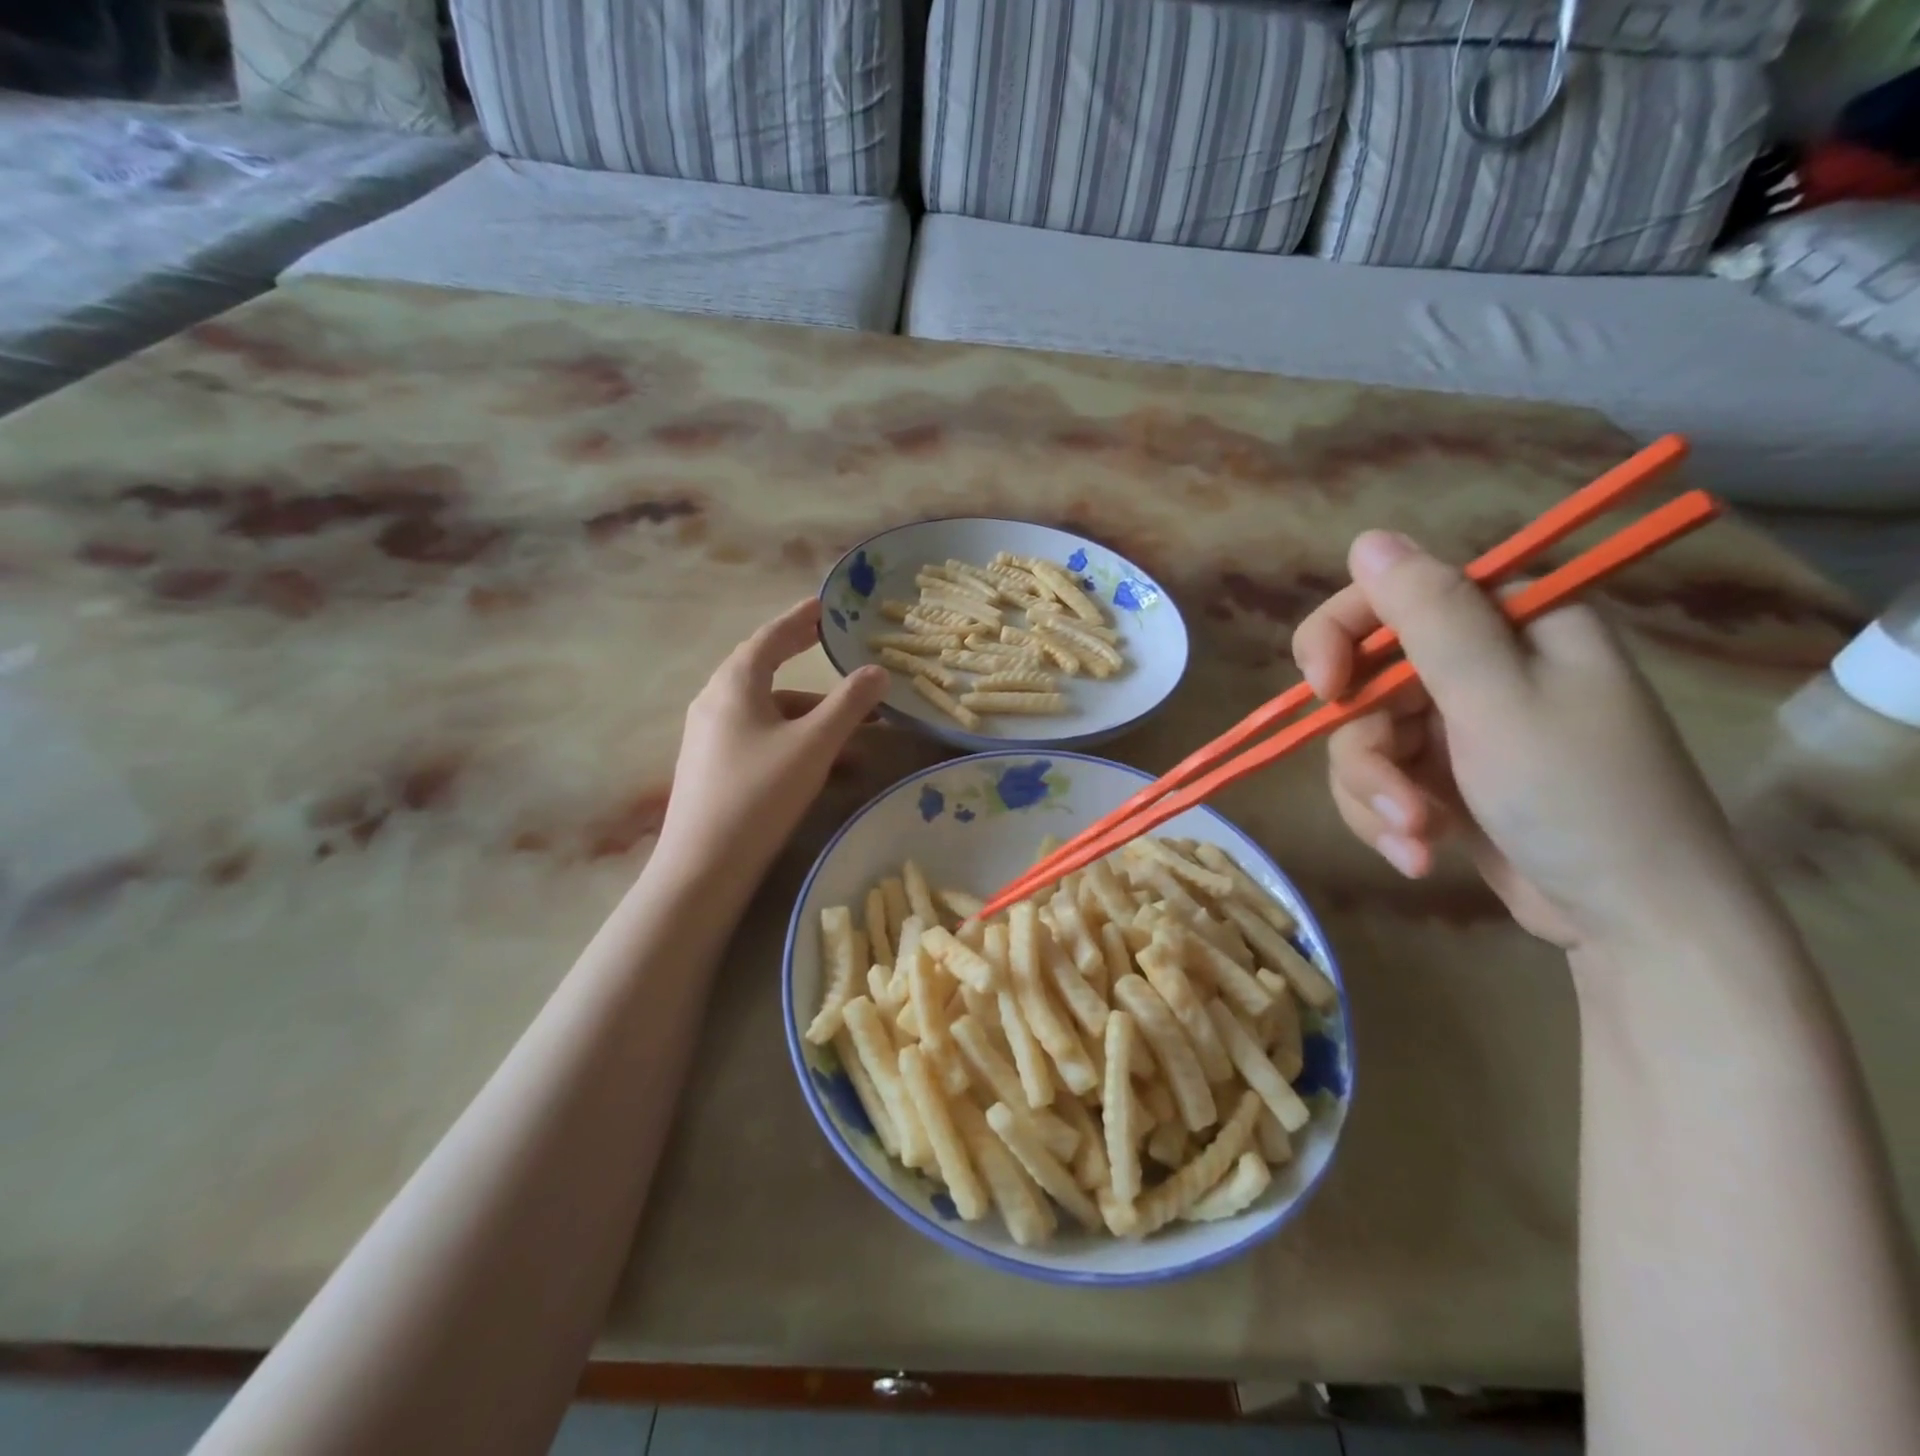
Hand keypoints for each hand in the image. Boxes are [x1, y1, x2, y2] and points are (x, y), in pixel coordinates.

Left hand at [658, 599, 888, 884]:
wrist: (703, 866)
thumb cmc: (759, 793)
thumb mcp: (813, 744)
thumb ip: (849, 704)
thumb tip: (878, 671)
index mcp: (734, 685)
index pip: (771, 637)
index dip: (800, 619)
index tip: (825, 606)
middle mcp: (716, 703)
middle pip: (768, 672)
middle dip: (807, 666)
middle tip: (836, 650)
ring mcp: (711, 738)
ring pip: (770, 714)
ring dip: (813, 718)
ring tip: (858, 734)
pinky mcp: (714, 769)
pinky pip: (762, 740)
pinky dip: (796, 743)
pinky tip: (829, 769)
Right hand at [1292, 531, 1751, 951]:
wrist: (1634, 921)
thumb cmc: (1580, 797)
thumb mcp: (1498, 700)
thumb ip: (1431, 616)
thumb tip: (1367, 539)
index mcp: (1509, 622)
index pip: (1390, 598)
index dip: (1341, 637)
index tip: (1324, 690)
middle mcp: (1480, 665)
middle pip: (1365, 682)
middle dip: (1368, 751)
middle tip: (1392, 801)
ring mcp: (1458, 723)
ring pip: (1362, 739)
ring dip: (1376, 796)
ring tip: (1417, 840)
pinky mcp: (1442, 776)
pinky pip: (1378, 780)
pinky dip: (1386, 818)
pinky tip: (1419, 854)